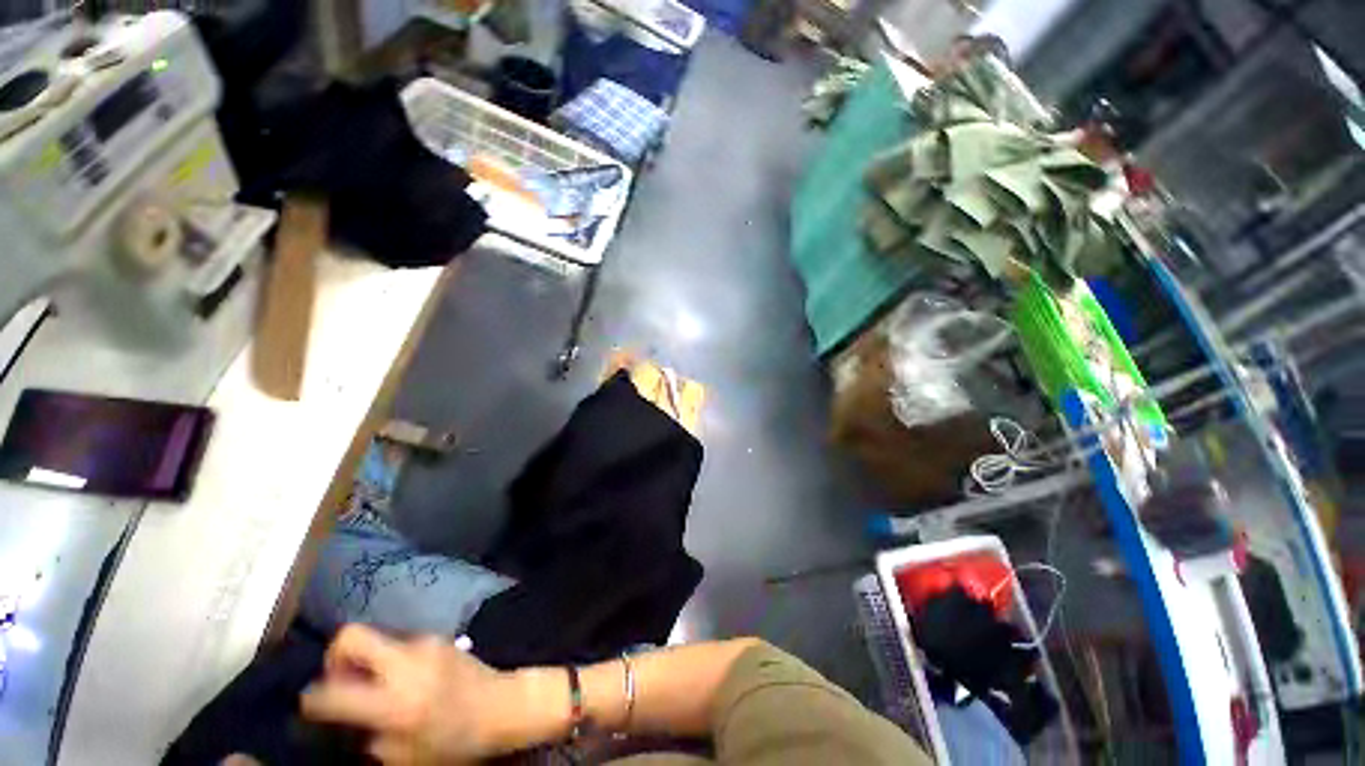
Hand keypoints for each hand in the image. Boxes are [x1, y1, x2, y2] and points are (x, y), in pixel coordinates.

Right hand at [300, 625, 565, 763]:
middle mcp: (405, 663)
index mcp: (392, 702)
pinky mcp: (438, 637)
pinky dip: (391, 659)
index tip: (310, 707)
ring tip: (375, 685)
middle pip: (352, 635)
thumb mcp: (404, 756)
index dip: (310, 700)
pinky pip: (400, 644)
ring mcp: (424, 643)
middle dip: (334, 655)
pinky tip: (403, 679)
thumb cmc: (453, 739)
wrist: (499, 704)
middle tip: (339, 680)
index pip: (332, 691)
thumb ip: (369, 736)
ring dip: (367, 659)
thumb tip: (350, 719)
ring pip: (378, 639)